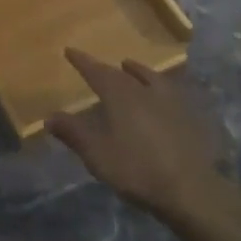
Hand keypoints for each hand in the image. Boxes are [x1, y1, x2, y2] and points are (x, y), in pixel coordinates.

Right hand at [47, 49, 225, 220]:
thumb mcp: (97, 155)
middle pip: (123, 74)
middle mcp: (146, 91)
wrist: (191, 189)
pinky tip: (162, 95)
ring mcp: (172, 102)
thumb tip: (49, 116)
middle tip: (98, 67)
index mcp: (121, 96)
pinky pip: (171, 92)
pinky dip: (159, 86)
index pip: (97, 72)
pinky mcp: (191, 116)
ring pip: (151, 77)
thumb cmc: (137, 169)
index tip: (70, 50)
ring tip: (130, 67)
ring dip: (137, 71)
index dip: (82, 62)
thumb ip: (73, 133)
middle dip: (107, 69)